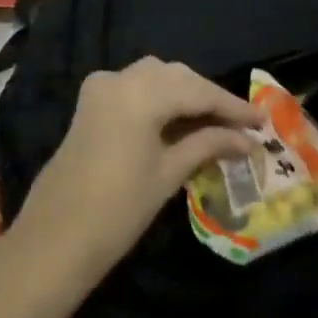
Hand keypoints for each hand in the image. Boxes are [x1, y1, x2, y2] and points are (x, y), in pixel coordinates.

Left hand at [11, 59, 262, 293]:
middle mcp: (119, 78)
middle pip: (177, 77)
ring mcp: (101, 88)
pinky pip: (135, 87)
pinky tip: (181, 120)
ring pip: (156, 78)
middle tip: (242, 125)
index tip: (263, 120)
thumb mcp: (168, 174)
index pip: (198, 91)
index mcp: (139, 93)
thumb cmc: (117, 211)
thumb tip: (247, 139)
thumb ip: (208, 145)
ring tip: (215, 123)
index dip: (232, 106)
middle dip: (209, 98)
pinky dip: (160, 98)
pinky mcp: (91, 103)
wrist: (54, 240)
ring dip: (186, 95)